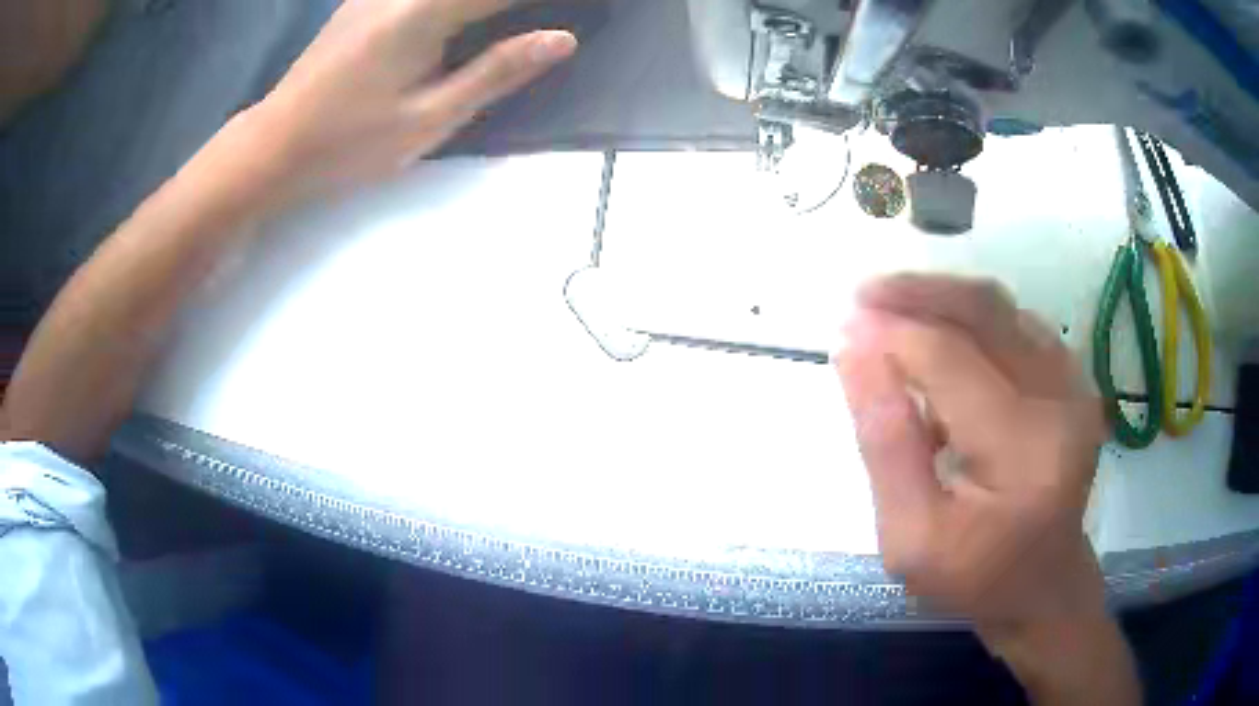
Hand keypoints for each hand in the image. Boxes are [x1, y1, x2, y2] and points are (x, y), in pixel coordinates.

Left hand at [227, 0, 576, 203]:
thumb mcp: (429, 119)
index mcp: (425, 11)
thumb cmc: (349, 143)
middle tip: (544, 18)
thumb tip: (562, 38)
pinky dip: (457, 0)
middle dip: (514, 1)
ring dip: (486, 2)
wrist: (275, 145)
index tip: (586, 6)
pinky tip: (465, 16)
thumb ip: (496, 72)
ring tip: (506, 20)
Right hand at [834, 274, 1136, 702]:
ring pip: (1000, 308)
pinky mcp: (1072, 378)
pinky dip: (970, 317)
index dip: (893, 334)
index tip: (844, 327)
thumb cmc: (974, 576)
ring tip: (891, 311)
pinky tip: (938, 335)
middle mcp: (1061, 400)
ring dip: (942, 298)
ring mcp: (1074, 383)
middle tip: (862, 295)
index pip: (952, 362)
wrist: (1042, 585)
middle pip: (985, 312)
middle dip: (918, 293)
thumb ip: (885, 446)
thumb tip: (852, 353)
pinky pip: (1015, 323)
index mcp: (1024, 451)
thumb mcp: (910, 538)